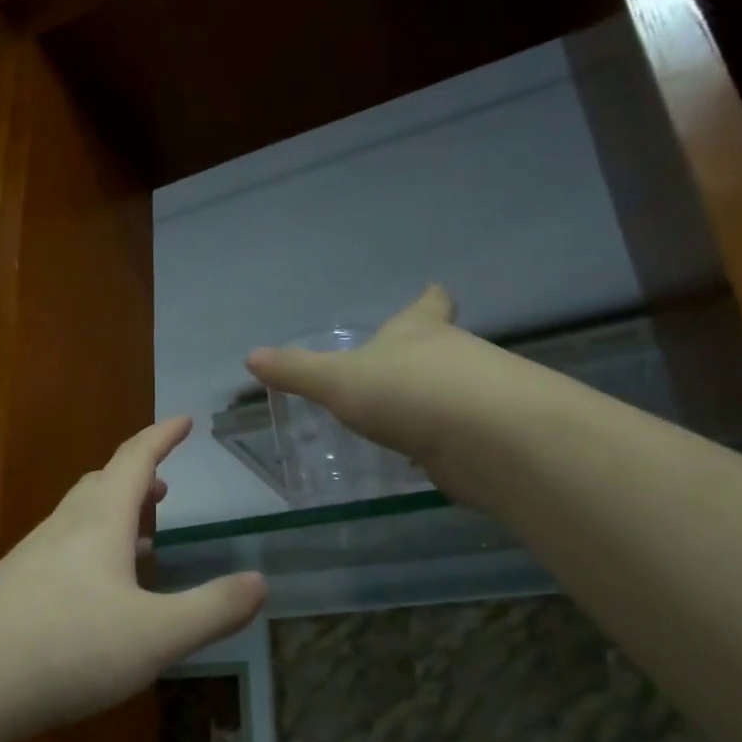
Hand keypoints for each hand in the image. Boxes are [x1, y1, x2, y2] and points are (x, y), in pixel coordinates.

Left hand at [0, 417, 266, 741]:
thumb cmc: (69, 647)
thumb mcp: (156, 635)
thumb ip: (212, 609)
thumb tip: (261, 581)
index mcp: (99, 520)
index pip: (135, 459)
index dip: (162, 436)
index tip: (184, 420)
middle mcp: (64, 526)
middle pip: (102, 483)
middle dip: (137, 478)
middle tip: (164, 490)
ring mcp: (32, 556)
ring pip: (80, 518)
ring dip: (114, 516)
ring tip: (141, 539)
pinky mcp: (13, 587)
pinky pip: (63, 549)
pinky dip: (92, 549)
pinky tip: (98, 592)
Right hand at [245, 284, 541, 493]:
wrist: (488, 438)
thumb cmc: (407, 392)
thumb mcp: (338, 381)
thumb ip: (297, 371)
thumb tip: (250, 357)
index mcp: (419, 330)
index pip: (427, 304)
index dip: (428, 298)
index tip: (433, 289)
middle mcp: (456, 353)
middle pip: (444, 344)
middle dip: (425, 353)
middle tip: (399, 365)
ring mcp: (480, 394)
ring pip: (456, 388)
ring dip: (436, 398)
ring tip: (407, 414)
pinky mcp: (492, 435)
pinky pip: (462, 431)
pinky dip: (446, 438)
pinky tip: (428, 453)